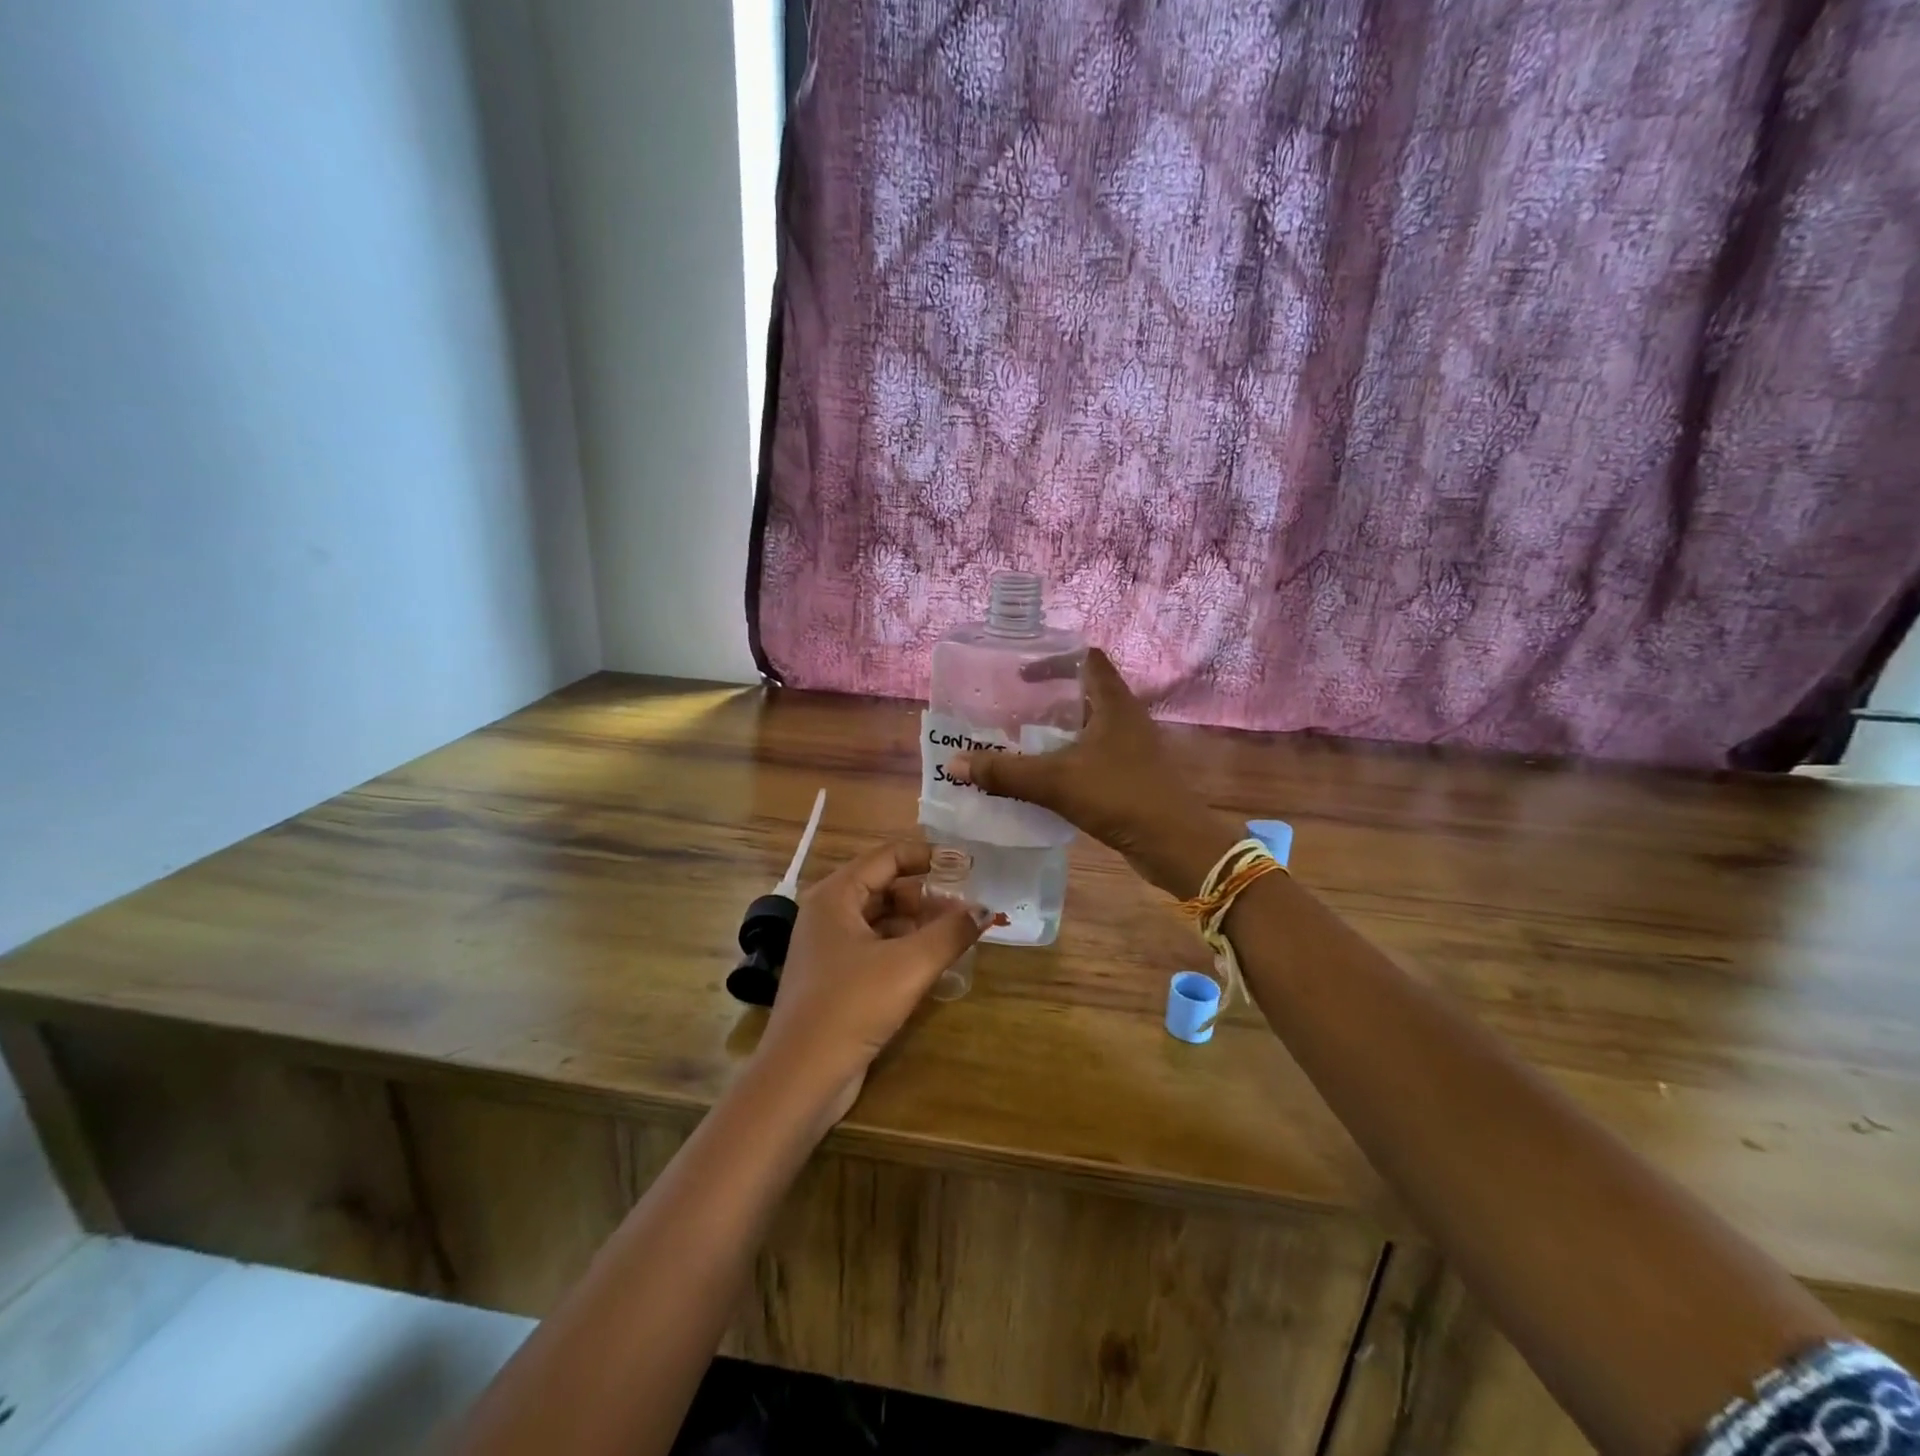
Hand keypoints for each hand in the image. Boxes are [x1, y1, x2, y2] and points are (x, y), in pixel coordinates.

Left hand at [757, 841, 988, 1125]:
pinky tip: (932, 962)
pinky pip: (875, 947)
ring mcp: (829, 947)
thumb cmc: (852, 1006)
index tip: (965, 864)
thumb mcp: (909, 965)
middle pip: (885, 887)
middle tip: (965, 906)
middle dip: (926, 894)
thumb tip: (985, 909)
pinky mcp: (835, 978)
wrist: (801, 1077)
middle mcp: (828, 913)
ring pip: (881, 919)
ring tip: (956, 934)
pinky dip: (904, 947)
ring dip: (918, 923)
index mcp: (836, 895)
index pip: (887, 857)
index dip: (927, 856)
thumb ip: (951, 932)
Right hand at [944, 649, 1236, 898]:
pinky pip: (1092, 755)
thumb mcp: (1056, 782)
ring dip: (1055, 730)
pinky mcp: (1131, 775)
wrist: (1175, 845)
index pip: (1086, 658)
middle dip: (1046, 697)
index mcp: (1114, 703)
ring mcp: (1130, 748)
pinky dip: (1066, 757)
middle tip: (1008, 707)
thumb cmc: (1120, 797)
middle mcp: (1125, 718)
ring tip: (1017, 739)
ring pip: (1087, 726)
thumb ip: (1005, 772)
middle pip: (1083, 692)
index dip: (1054, 657)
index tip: (1019, 672)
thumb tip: (954, 763)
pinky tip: (1041, 774)